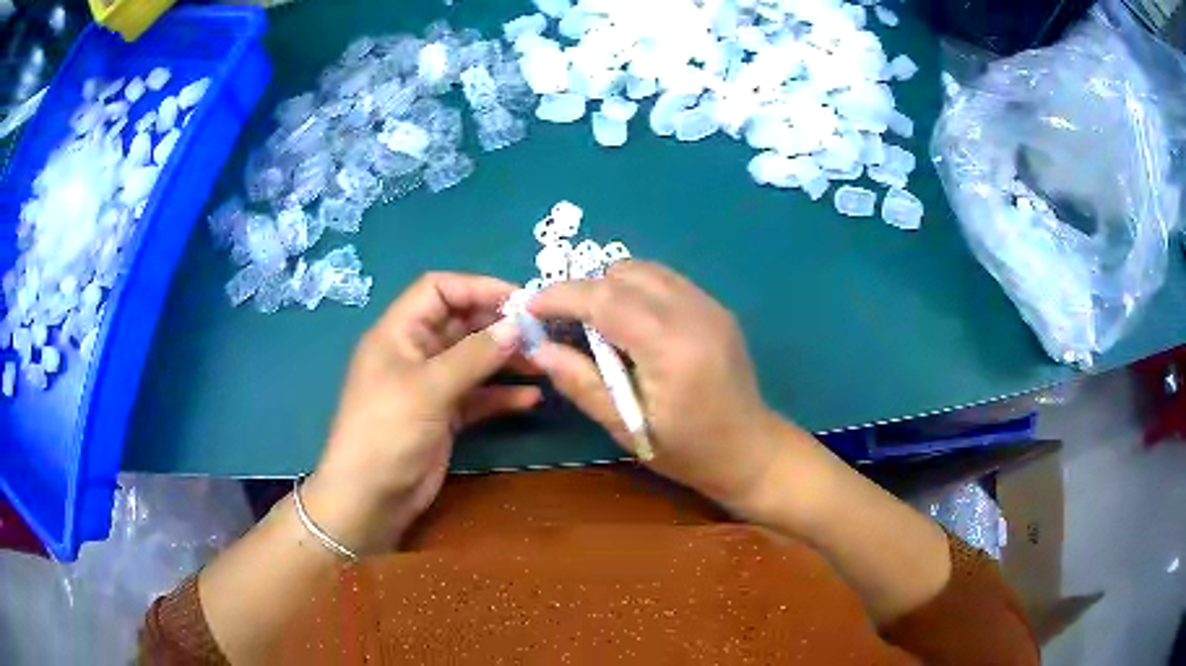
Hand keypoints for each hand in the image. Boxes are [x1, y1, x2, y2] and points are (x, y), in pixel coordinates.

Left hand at [307, 273, 538, 553]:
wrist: (370, 498)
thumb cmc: (387, 431)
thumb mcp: (428, 388)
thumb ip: (474, 355)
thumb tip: (517, 326)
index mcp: (398, 332)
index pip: (438, 290)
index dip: (477, 287)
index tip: (520, 300)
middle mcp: (415, 353)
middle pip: (460, 323)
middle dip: (498, 325)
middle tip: (540, 333)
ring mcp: (430, 386)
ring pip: (473, 360)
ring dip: (505, 359)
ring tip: (543, 363)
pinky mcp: (443, 416)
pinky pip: (477, 396)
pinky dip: (501, 395)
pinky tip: (530, 398)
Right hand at [530, 261, 802, 514]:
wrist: (751, 451)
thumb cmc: (688, 452)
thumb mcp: (627, 428)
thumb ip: (581, 383)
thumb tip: (537, 348)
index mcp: (671, 348)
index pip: (606, 299)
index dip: (560, 297)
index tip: (529, 308)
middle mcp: (694, 313)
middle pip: (623, 274)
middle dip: (583, 290)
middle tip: (560, 323)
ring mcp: (709, 305)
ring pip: (644, 269)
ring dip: (610, 287)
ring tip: (594, 323)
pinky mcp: (716, 307)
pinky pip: (664, 280)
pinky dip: (636, 290)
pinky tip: (630, 324)